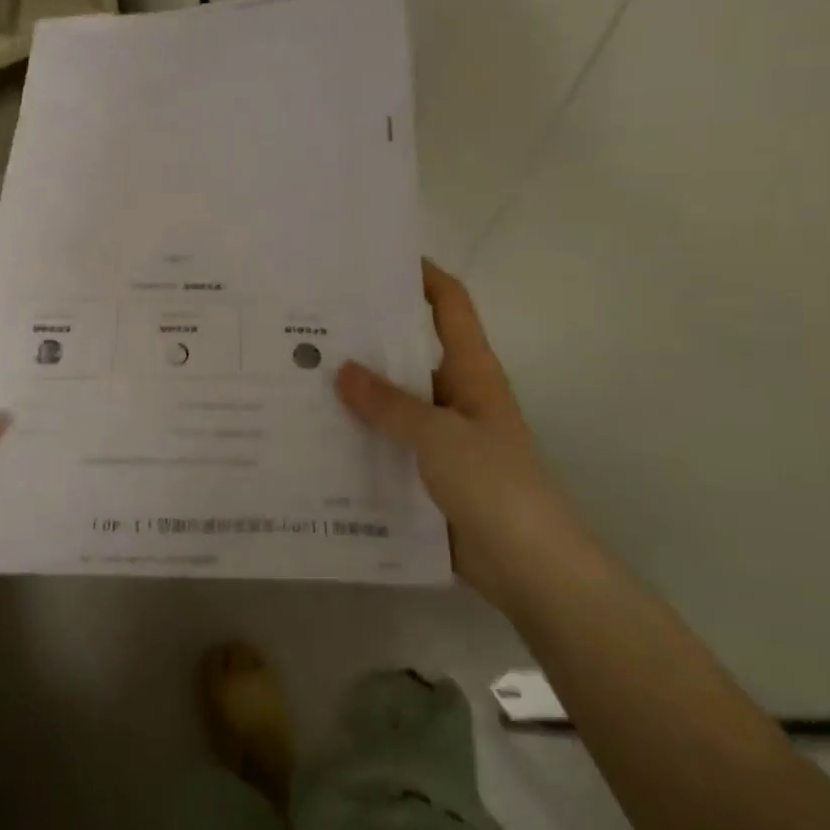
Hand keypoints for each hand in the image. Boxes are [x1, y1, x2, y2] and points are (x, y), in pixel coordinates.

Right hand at [336, 261, 584, 607]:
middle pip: (410, 353)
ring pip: (394, 404)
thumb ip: (390, 404)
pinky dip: (361, 442)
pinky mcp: (429, 476)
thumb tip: (343, 369)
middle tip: (309, 327)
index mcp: (472, 372)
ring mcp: (443, 438)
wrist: (530, 569)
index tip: (378, 260)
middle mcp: (456, 396)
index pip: (450, 305)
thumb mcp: (439, 436)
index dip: (422, 276)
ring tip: (299, 381)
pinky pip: (389, 447)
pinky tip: (317, 440)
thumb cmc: (495, 485)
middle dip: (366, 341)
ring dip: (357, 397)